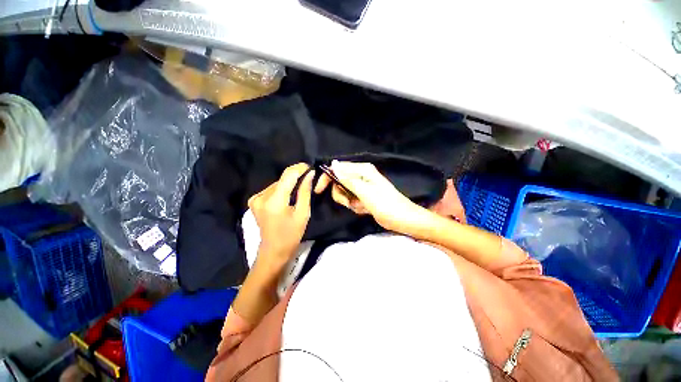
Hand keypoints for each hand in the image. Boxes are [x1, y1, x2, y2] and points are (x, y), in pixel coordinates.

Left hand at [248, 163, 314, 265]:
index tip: (309, 167)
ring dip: (288, 184)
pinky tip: (287, 197)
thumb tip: (309, 174)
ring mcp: (255, 198)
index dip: (299, 168)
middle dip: (296, 177)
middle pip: (282, 179)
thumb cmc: (292, 234)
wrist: (273, 250)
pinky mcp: (253, 201)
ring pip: (277, 183)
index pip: (288, 175)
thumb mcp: (303, 213)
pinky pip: (271, 189)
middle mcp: (262, 196)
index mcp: (275, 201)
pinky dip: (281, 190)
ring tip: (299, 190)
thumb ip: (305, 191)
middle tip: (308, 180)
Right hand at [314, 161, 431, 233]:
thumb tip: (333, 164)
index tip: (318, 190)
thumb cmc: (386, 204)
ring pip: (344, 192)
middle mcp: (361, 176)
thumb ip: (347, 179)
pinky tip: (364, 210)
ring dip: (348, 202)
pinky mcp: (364, 198)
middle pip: (340, 181)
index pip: (338, 168)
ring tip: (360, 207)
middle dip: (341, 194)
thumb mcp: (365, 191)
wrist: (403, 220)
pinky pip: (352, 200)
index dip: (327, 178)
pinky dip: (355, 206)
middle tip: (348, 203)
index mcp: (363, 170)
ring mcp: (363, 188)